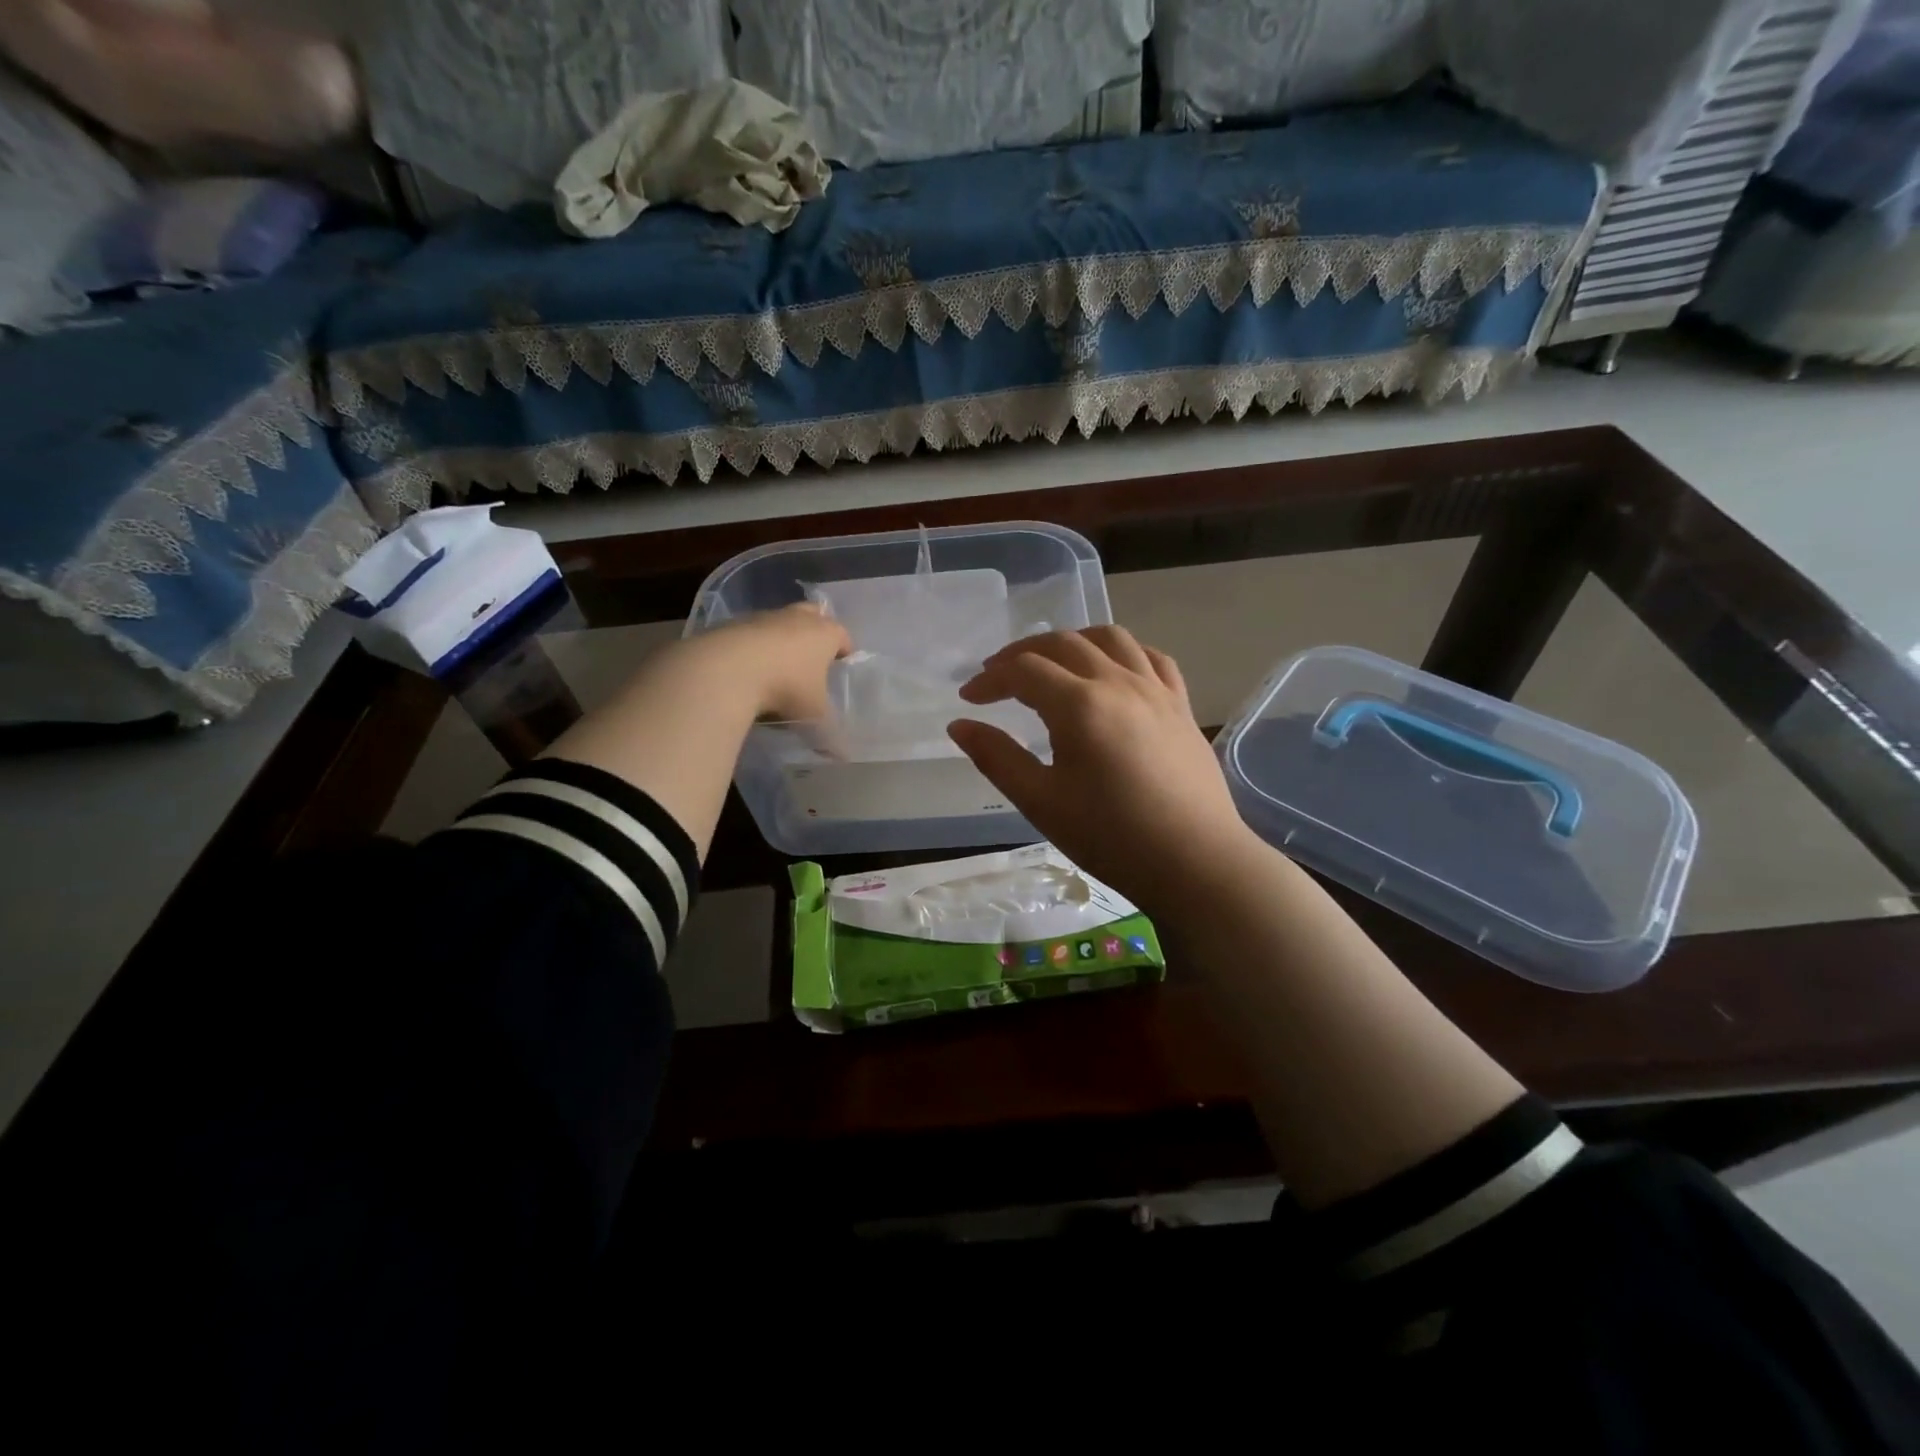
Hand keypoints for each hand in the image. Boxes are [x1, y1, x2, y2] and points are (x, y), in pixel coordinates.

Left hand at [691, 602, 851, 721]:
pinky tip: (747, 669)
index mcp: (825, 634)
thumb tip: (843, 757)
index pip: (843, 636)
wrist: (726, 671)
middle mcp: (796, 619)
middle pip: (813, 615)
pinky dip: (753, 647)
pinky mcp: (732, 625)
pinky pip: (750, 634)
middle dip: (815, 630)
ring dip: (781, 638)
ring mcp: (763, 618)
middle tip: (812, 655)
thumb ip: (830, 736)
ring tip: (777, 666)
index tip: (842, 665)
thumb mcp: (813, 717)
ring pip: (779, 622)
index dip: (844, 650)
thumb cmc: (786, 689)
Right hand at [948, 627, 1257, 910]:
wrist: (1195, 862)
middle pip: (1062, 643)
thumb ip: (997, 757)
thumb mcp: (1041, 802)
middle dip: (1022, 653)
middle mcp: (1118, 682)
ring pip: (1110, 638)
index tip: (968, 699)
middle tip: (997, 677)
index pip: (1023, 670)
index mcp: (1080, 704)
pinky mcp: (1180, 705)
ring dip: (1072, 641)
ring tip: (1052, 662)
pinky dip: (1122, 652)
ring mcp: (1156, 690)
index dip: (990, 680)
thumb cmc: (1110, 837)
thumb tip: (959, 725)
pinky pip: (1151, 657)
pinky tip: (1112, 671)